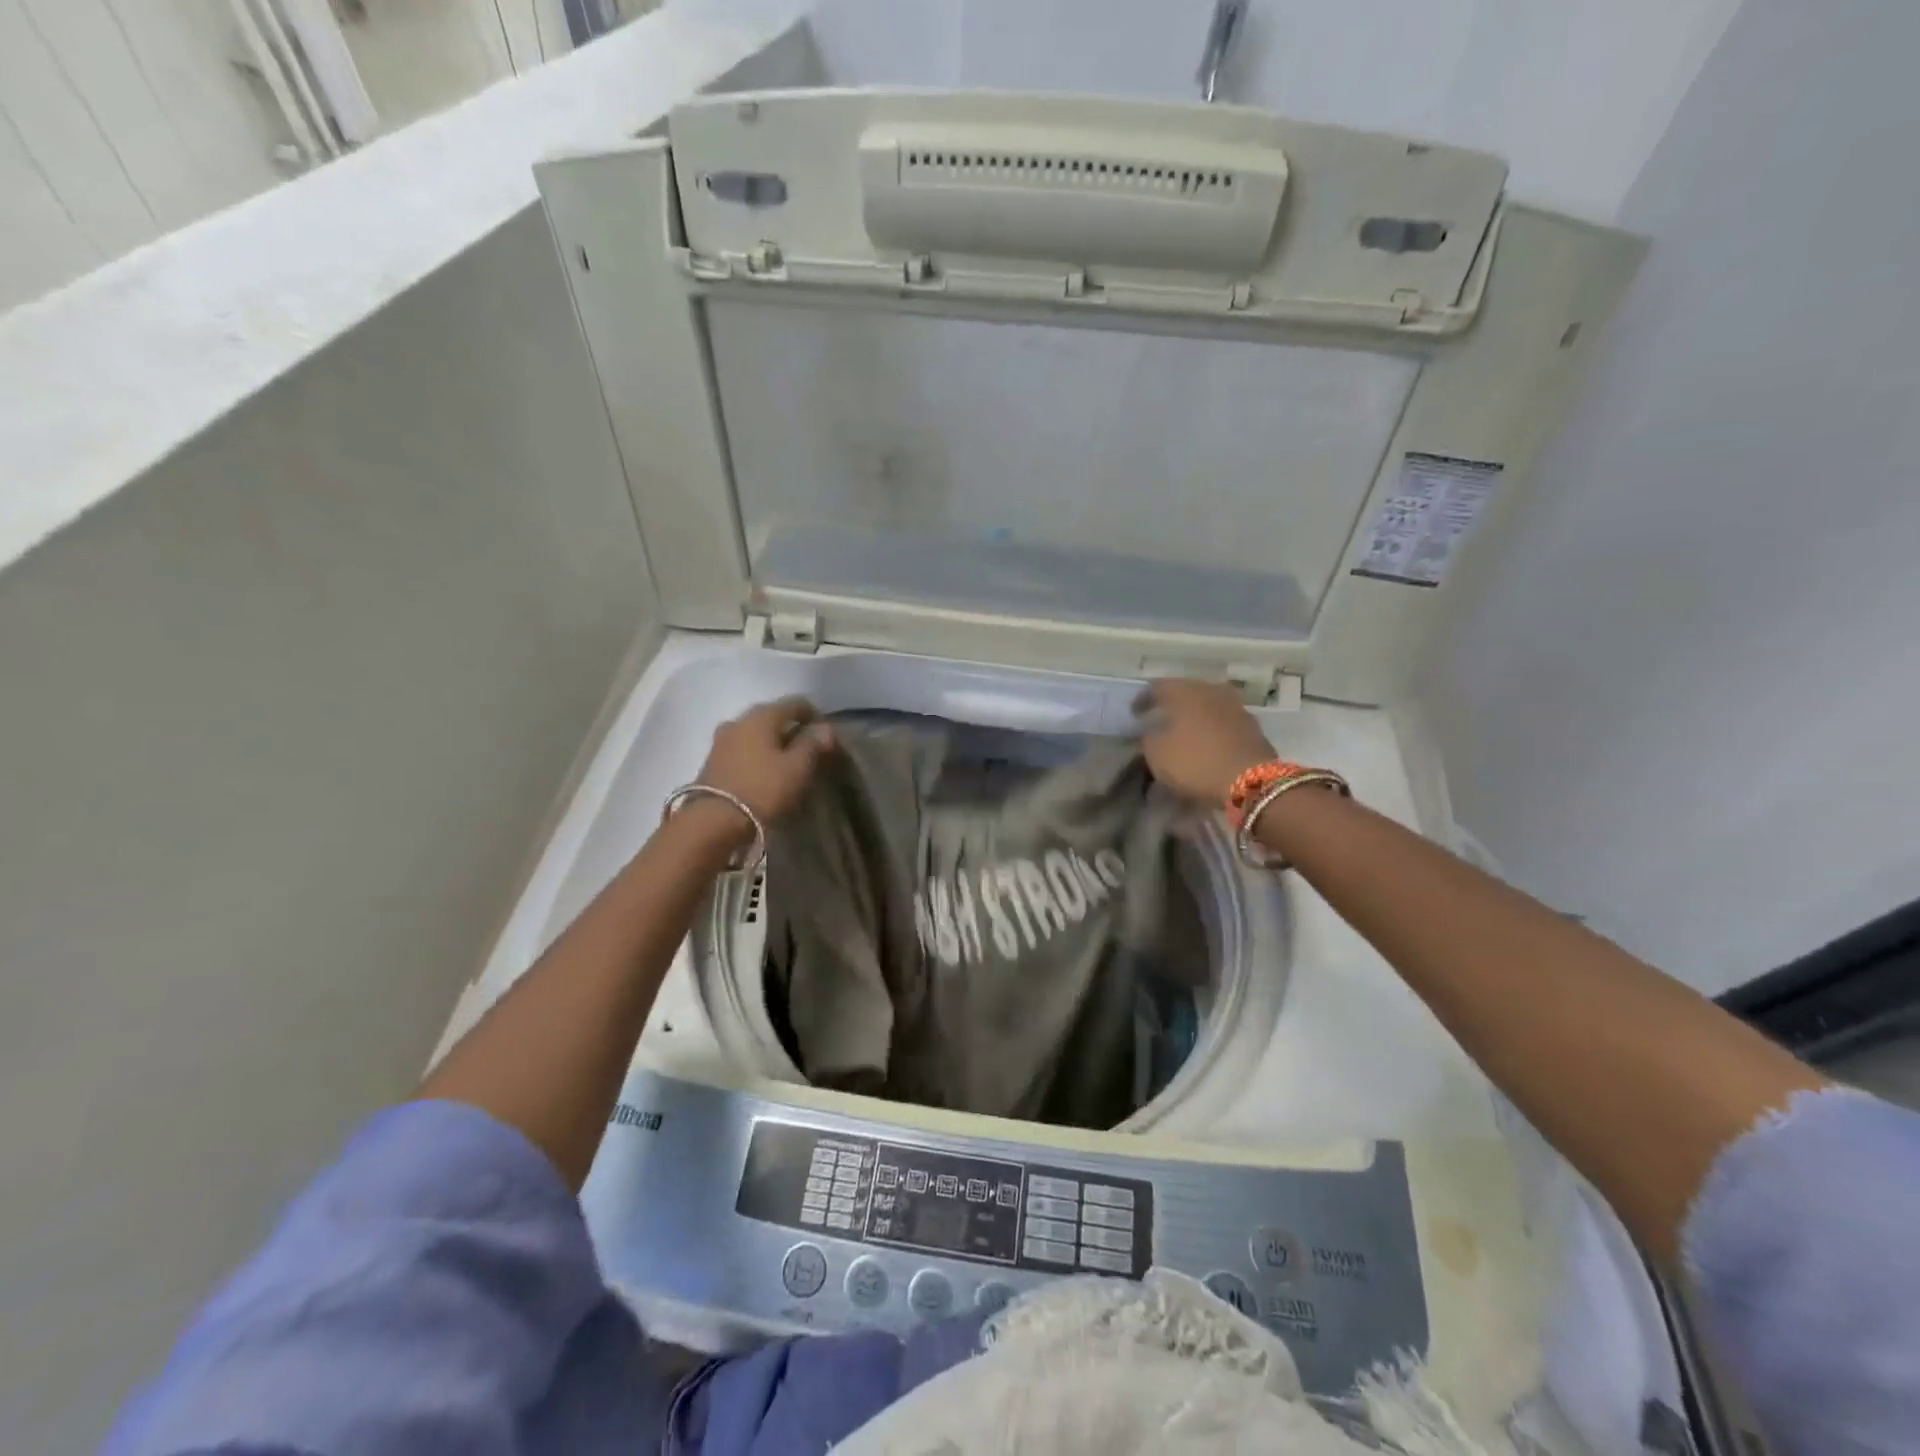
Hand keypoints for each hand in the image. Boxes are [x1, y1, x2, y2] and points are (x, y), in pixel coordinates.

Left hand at [697, 697, 835, 824]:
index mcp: (761, 715)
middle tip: (809, 751)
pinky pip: (743, 749)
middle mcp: (738, 720)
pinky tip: (766, 772)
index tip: (827, 736)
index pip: (796, 703)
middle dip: (793, 730)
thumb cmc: (762, 790)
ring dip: (773, 744)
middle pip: (773, 717)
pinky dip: (758, 755)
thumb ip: (813, 744)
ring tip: (788, 764)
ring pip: (756, 734)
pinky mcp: (712, 761)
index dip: (815, 716)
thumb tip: (825, 728)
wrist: (712, 822)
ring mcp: (721, 740)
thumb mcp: (797, 768)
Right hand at [1135, 678, 1274, 806]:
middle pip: (1186, 692)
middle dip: (1171, 705)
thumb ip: (1148, 738)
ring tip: (1183, 732)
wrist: (1251, 781)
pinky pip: (1223, 722)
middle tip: (1159, 719)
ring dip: (1194, 717)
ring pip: (1207, 705)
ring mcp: (1236, 707)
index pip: (1157, 687)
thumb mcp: (1157, 754)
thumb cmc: (1195, 761)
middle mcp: (1211, 691)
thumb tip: (1150, 732)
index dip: (1143, 700)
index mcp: (1185, 691)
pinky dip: (1211, 729)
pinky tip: (1205, 742)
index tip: (1134, 714)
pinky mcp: (1252, 727)